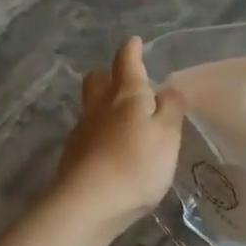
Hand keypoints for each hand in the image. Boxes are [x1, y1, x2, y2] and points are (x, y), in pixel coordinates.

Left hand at [53, 38, 184, 233]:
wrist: (89, 204)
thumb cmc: (137, 164)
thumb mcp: (168, 135)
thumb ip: (171, 110)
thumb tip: (170, 89)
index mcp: (127, 95)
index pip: (127, 63)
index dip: (132, 51)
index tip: (134, 42)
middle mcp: (100, 107)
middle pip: (98, 81)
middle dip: (110, 75)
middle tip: (124, 81)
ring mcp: (83, 131)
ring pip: (91, 106)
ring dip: (104, 105)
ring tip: (122, 118)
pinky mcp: (74, 157)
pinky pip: (88, 133)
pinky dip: (100, 133)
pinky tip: (111, 149)